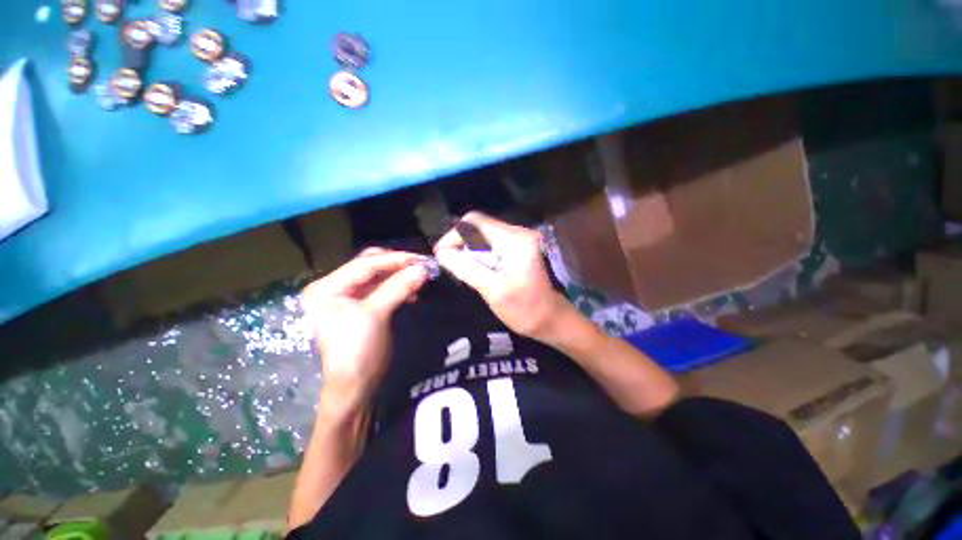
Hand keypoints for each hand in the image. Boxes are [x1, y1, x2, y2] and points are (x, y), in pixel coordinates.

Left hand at [301, 248, 428, 407]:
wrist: (356, 384)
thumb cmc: (357, 351)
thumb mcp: (375, 316)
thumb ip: (398, 288)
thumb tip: (423, 269)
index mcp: (327, 287)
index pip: (364, 264)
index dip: (394, 260)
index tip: (420, 259)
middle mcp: (336, 286)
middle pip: (371, 265)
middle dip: (397, 264)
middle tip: (422, 265)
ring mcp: (350, 295)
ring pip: (380, 275)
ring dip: (401, 275)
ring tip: (421, 277)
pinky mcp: (364, 303)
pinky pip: (384, 287)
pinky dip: (400, 286)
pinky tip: (414, 290)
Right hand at [434, 212, 571, 342]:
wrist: (551, 318)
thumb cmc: (524, 310)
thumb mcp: (493, 291)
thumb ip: (467, 269)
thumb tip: (441, 253)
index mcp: (515, 241)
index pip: (475, 223)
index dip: (454, 235)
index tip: (441, 254)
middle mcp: (519, 232)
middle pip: (479, 224)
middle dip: (459, 240)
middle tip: (447, 260)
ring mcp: (520, 237)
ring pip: (483, 231)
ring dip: (467, 245)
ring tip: (457, 264)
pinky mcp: (519, 245)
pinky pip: (491, 240)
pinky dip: (478, 249)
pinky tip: (473, 264)